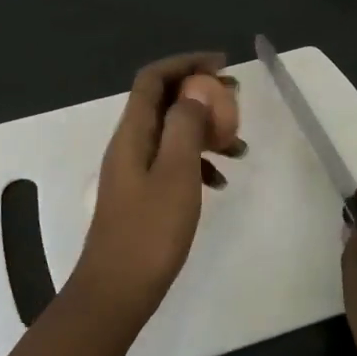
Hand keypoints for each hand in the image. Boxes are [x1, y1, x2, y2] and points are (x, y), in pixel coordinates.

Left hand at [73, 51, 236, 324]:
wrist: (117, 292)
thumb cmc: (149, 231)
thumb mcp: (176, 173)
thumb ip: (185, 126)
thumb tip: (195, 89)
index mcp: (133, 132)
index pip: (153, 78)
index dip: (186, 63)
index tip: (222, 65)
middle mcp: (130, 143)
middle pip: (164, 102)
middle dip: (201, 94)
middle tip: (237, 100)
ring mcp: (135, 170)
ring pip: (172, 133)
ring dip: (205, 131)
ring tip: (240, 146)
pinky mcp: (142, 194)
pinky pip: (173, 163)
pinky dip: (198, 163)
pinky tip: (221, 182)